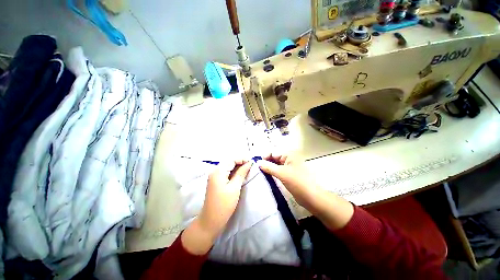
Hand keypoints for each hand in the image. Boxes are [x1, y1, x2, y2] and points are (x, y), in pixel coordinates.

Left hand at [182, 160, 252, 254]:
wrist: (211, 221)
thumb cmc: (224, 205)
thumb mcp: (235, 187)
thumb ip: (241, 173)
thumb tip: (249, 163)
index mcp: (218, 171)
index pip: (232, 159)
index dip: (242, 159)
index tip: (252, 162)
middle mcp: (215, 171)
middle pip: (229, 162)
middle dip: (240, 162)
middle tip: (251, 165)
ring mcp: (214, 176)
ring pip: (228, 166)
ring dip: (237, 166)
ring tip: (247, 168)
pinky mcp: (215, 181)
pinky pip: (226, 172)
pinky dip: (233, 171)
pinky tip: (240, 174)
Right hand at [257, 154, 353, 230]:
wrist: (311, 197)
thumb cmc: (297, 182)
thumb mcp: (281, 173)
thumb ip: (268, 167)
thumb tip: (258, 162)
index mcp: (289, 154)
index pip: (273, 152)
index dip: (265, 156)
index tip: (257, 164)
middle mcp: (289, 158)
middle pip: (274, 157)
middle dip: (266, 162)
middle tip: (258, 169)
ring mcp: (289, 166)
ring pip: (276, 164)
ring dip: (269, 167)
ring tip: (260, 172)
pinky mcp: (289, 174)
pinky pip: (279, 170)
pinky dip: (273, 172)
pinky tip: (267, 176)